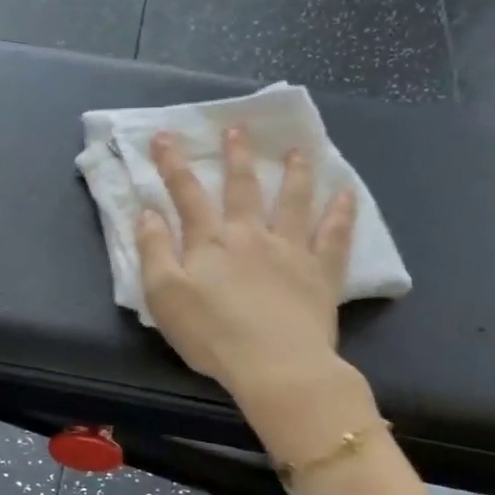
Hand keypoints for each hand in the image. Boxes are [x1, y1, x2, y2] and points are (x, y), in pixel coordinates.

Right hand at [134, 126, 355, 403]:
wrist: (275, 365)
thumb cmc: (211, 334)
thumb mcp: (163, 295)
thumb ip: (153, 250)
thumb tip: (147, 212)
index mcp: (210, 241)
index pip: (187, 193)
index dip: (173, 164)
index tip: (165, 136)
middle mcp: (251, 235)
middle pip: (243, 187)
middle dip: (237, 156)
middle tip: (238, 128)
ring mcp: (291, 250)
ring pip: (294, 201)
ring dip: (295, 173)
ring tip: (298, 150)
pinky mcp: (320, 273)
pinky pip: (334, 236)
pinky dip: (341, 213)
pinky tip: (347, 194)